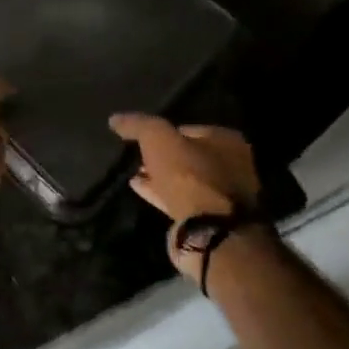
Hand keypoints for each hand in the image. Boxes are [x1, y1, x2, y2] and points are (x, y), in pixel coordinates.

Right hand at [109, 114, 261, 277]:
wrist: (206, 230)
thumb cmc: (188, 175)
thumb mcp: (157, 138)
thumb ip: (138, 125)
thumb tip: (116, 118)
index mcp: (228, 142)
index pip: (192, 129)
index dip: (166, 131)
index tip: (143, 136)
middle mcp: (232, 167)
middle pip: (190, 155)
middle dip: (164, 156)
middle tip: (138, 155)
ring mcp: (223, 196)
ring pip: (185, 180)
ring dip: (161, 176)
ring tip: (134, 172)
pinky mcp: (210, 219)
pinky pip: (181, 199)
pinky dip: (161, 193)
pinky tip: (139, 189)